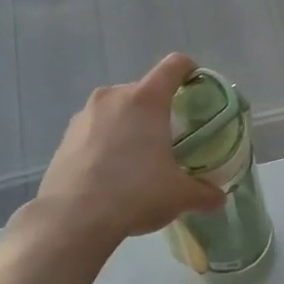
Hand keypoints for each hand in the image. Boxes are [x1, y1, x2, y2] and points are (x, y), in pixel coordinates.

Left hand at [36, 54, 223, 242]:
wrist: (74, 217)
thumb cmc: (135, 193)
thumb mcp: (179, 196)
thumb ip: (204, 193)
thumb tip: (218, 198)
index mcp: (146, 100)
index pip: (174, 66)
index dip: (190, 70)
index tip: (197, 85)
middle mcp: (114, 96)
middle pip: (144, 90)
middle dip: (159, 109)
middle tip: (170, 138)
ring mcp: (85, 114)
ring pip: (117, 109)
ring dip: (130, 125)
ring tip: (138, 158)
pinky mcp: (65, 135)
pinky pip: (96, 129)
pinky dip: (107, 141)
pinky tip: (111, 172)